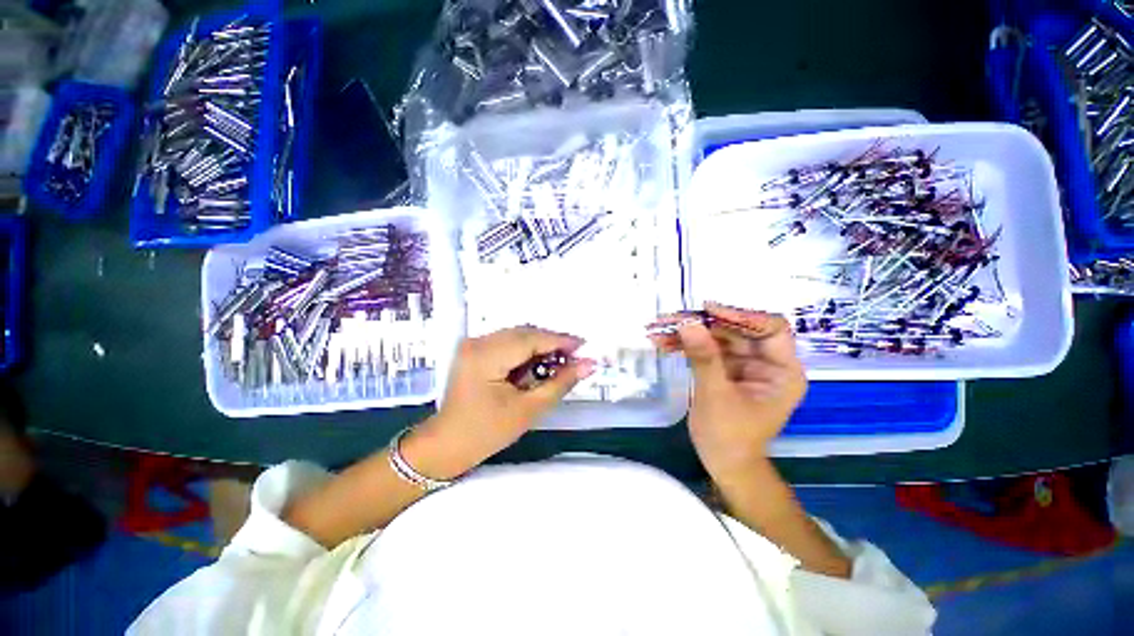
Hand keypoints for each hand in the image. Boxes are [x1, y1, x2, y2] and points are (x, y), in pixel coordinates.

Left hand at [423, 326, 594, 469]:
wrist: (446, 445)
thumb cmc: (486, 433)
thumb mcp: (528, 410)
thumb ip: (560, 383)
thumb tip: (589, 364)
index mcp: (486, 355)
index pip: (531, 339)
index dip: (560, 341)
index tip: (585, 347)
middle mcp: (478, 342)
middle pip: (525, 333)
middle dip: (552, 343)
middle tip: (575, 357)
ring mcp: (474, 344)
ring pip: (518, 336)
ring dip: (540, 346)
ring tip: (560, 362)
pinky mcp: (475, 350)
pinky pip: (508, 342)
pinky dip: (526, 351)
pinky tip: (538, 364)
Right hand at [652, 303, 806, 478]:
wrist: (722, 463)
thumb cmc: (729, 436)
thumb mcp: (716, 396)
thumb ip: (704, 358)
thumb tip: (689, 323)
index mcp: (782, 370)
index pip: (771, 328)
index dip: (741, 316)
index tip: (707, 311)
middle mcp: (765, 362)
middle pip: (736, 330)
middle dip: (703, 324)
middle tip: (671, 319)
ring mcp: (744, 364)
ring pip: (717, 337)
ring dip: (688, 332)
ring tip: (658, 329)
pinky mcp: (725, 368)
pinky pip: (706, 349)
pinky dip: (685, 345)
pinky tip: (662, 342)